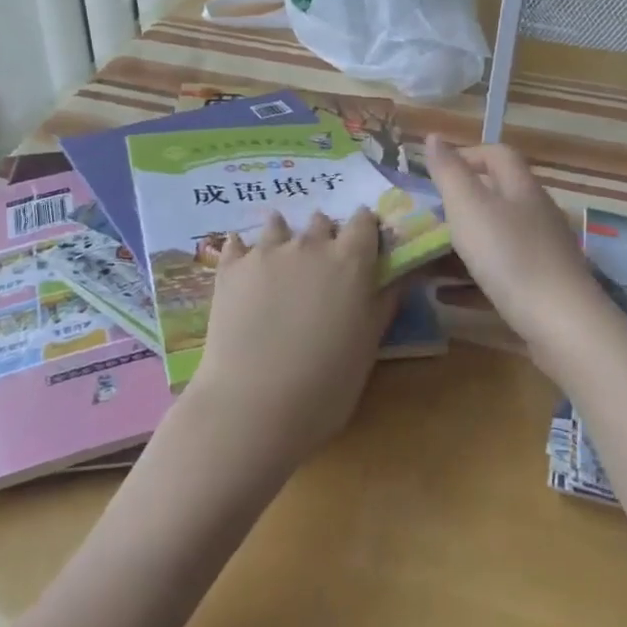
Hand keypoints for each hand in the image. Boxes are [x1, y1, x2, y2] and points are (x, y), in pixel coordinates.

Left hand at [181, 208, 397, 477]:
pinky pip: (237, 243)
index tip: (364, 245)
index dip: (365, 230)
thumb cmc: (326, 384)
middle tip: (323, 265)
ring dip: (284, 236)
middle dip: (325, 236)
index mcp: (350, 260)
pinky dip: (243, 250)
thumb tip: (397, 276)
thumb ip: (383, 303)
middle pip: (322, 222)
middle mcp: (310, 245)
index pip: (364, 222)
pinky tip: (244, 266)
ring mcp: (266, 252)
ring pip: (278, 224)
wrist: (253, 405)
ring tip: (282, 259)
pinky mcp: (230, 268)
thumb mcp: (368, 346)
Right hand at [424, 135, 601, 345]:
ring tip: (429, 258)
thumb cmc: (509, 256)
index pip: (498, 155)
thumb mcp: (469, 207)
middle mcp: (537, 214)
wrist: (561, 323)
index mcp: (522, 189)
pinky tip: (446, 295)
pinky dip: (472, 279)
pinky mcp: (542, 287)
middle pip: (499, 196)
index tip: (435, 172)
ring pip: (498, 237)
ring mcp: (543, 252)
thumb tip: (433, 137)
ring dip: (464, 244)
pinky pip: (501, 274)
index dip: (467, 154)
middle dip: (461, 204)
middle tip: (427, 218)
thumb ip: (449, 172)